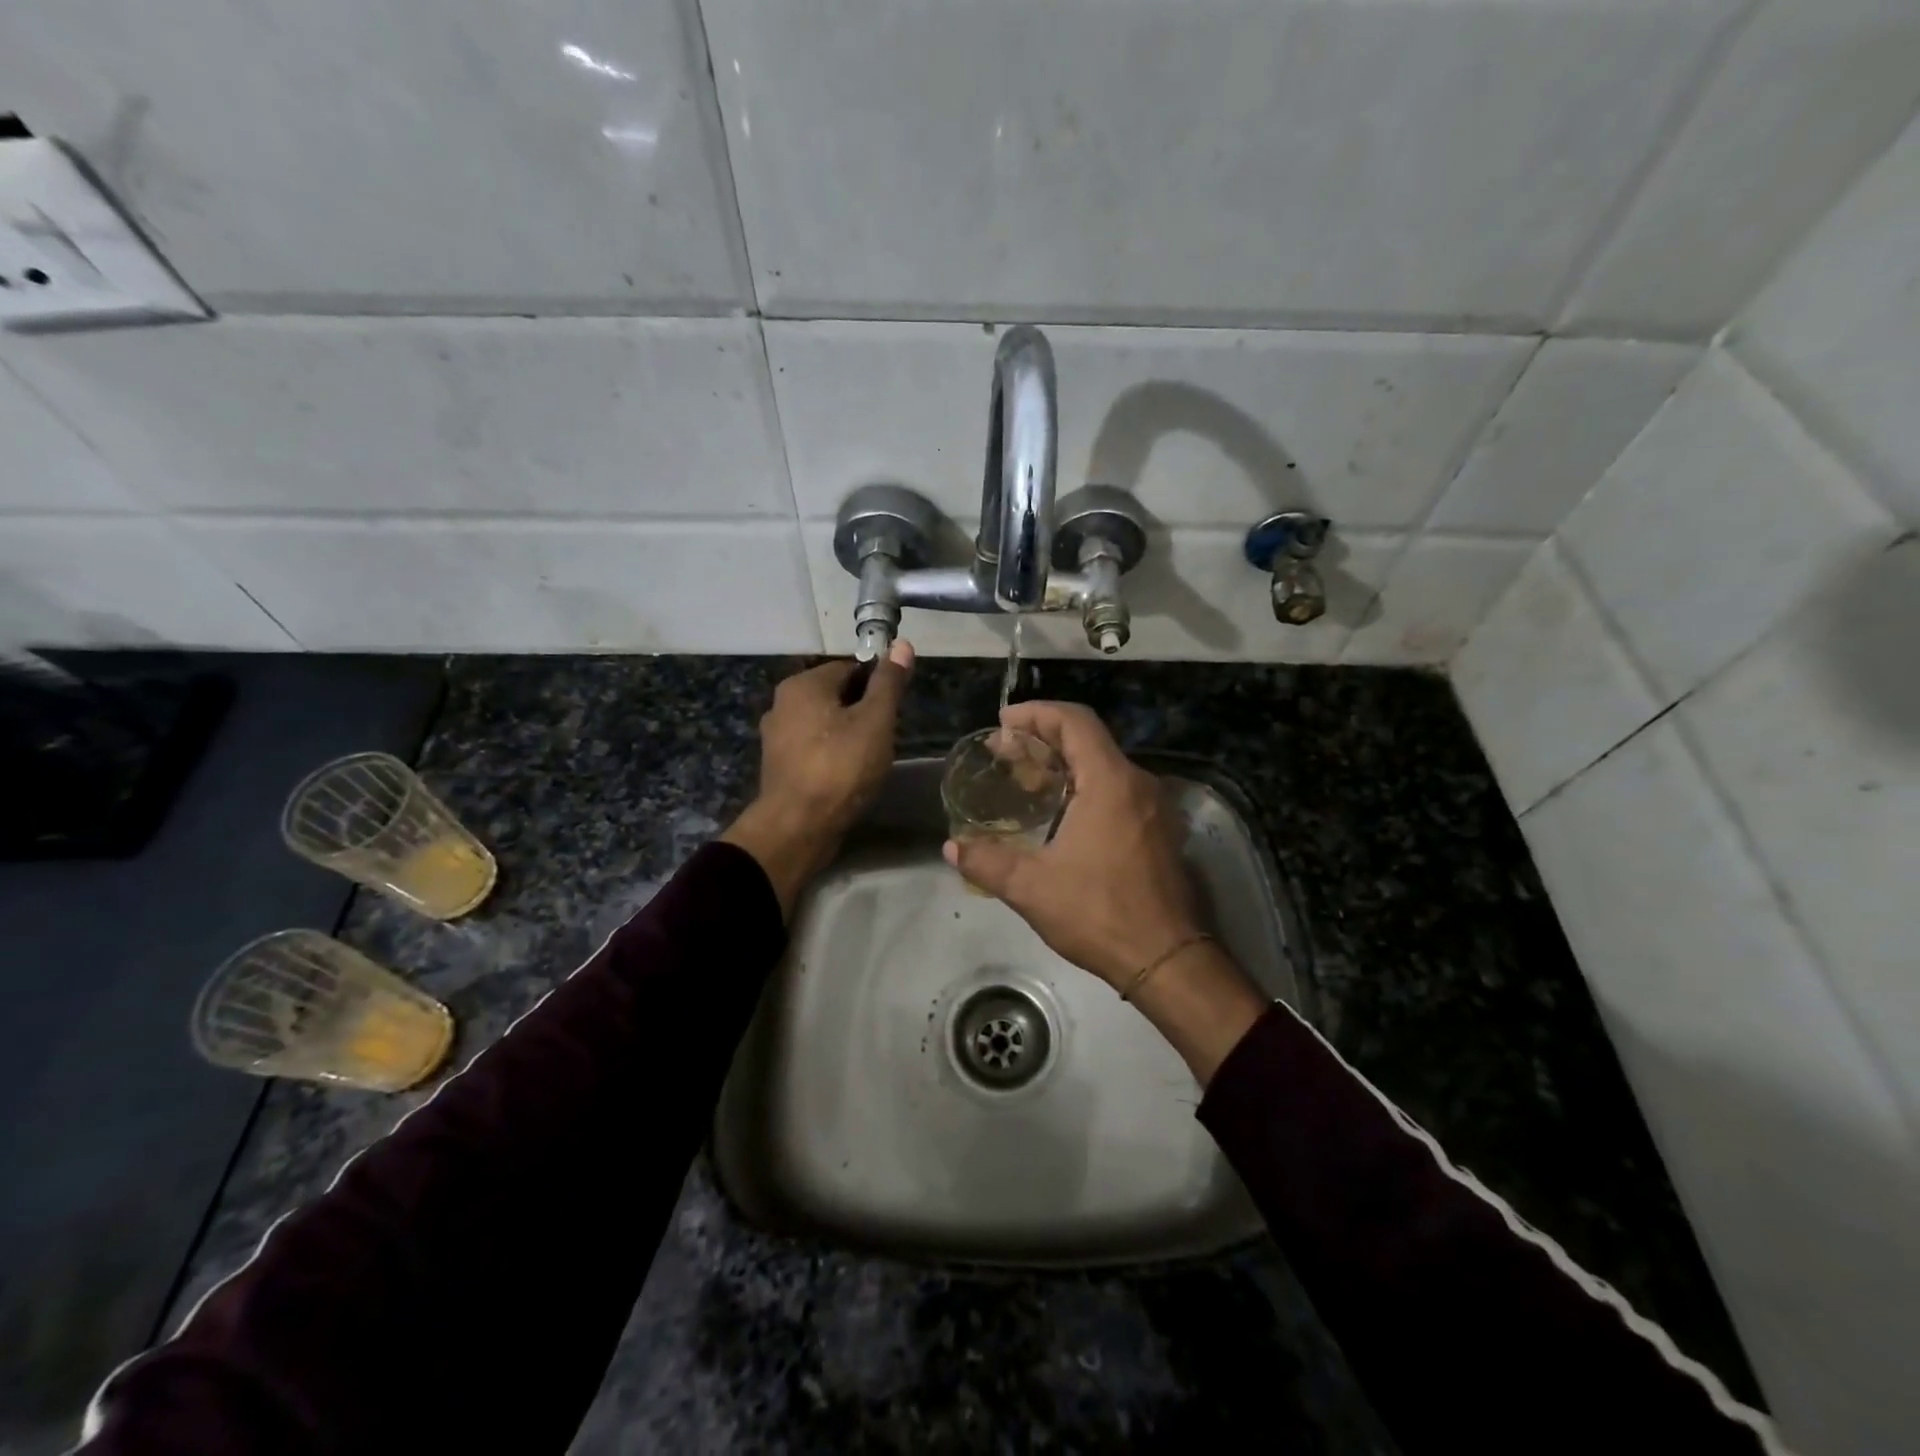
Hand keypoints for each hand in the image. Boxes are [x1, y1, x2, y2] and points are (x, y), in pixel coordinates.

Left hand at [723, 640, 913, 915]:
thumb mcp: (875, 720)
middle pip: (835, 695)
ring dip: (849, 734)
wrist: (797, 826)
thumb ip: (889, 683)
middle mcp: (782, 703)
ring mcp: (777, 737)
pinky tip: (849, 774)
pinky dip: (833, 754)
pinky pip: (814, 747)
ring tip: (871, 758)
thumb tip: (902, 644)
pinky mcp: (779, 765)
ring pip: (825, 723)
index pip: (850, 668)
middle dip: (863, 711)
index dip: (877, 685)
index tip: (894, 710)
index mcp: (802, 685)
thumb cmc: (840, 767)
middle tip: (885, 736)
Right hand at [944, 700, 1199, 989]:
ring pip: (1105, 765)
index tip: (1004, 723)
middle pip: (1089, 739)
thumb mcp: (1031, 888)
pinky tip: (1060, 812)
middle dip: (1044, 739)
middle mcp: (1138, 783)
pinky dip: (1085, 785)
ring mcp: (1154, 807)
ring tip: (1027, 781)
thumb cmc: (1099, 914)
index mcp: (1110, 782)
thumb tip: (952, 848)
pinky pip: (1118, 789)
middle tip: (1006, 754)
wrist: (1165, 958)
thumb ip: (987, 861)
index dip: (1036, 714)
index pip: (1074, 722)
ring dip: (1065, 764)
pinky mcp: (1160, 830)